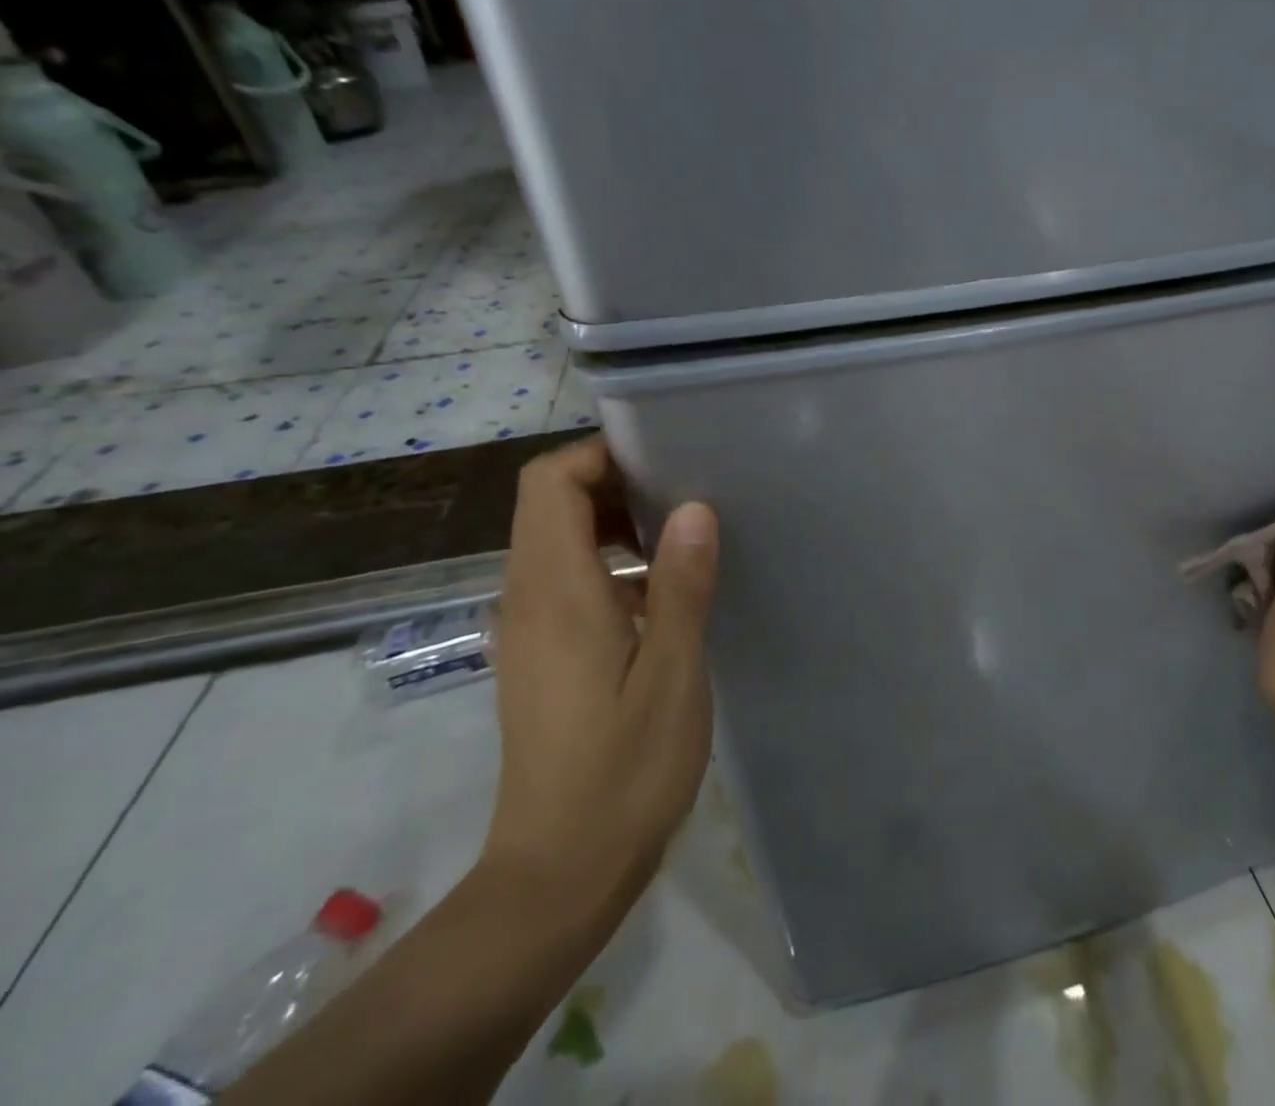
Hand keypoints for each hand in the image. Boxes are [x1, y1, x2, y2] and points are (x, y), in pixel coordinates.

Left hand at [477, 434, 718, 930]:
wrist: (560, 872)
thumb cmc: (624, 769)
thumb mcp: (671, 673)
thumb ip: (681, 584)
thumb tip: (694, 507)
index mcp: (555, 592)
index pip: (549, 483)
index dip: (599, 455)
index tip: (664, 458)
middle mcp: (527, 598)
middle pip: (550, 504)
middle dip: (615, 481)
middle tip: (688, 489)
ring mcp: (529, 628)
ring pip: (559, 540)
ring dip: (616, 521)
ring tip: (685, 533)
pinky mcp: (542, 654)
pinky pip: (568, 578)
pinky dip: (611, 560)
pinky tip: (665, 591)